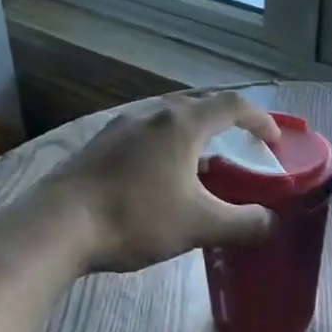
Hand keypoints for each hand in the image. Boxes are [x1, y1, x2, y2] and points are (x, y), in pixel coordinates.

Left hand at [44, 92, 280, 271]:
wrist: (57, 226)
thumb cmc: (136, 218)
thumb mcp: (200, 226)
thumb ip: (244, 224)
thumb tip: (272, 222)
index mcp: (182, 124)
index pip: (233, 105)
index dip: (261, 119)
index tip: (275, 141)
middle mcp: (152, 114)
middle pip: (199, 104)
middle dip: (227, 121)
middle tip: (242, 145)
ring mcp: (120, 127)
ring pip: (168, 119)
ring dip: (194, 134)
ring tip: (203, 163)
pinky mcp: (99, 145)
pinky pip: (145, 134)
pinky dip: (166, 146)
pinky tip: (160, 176)